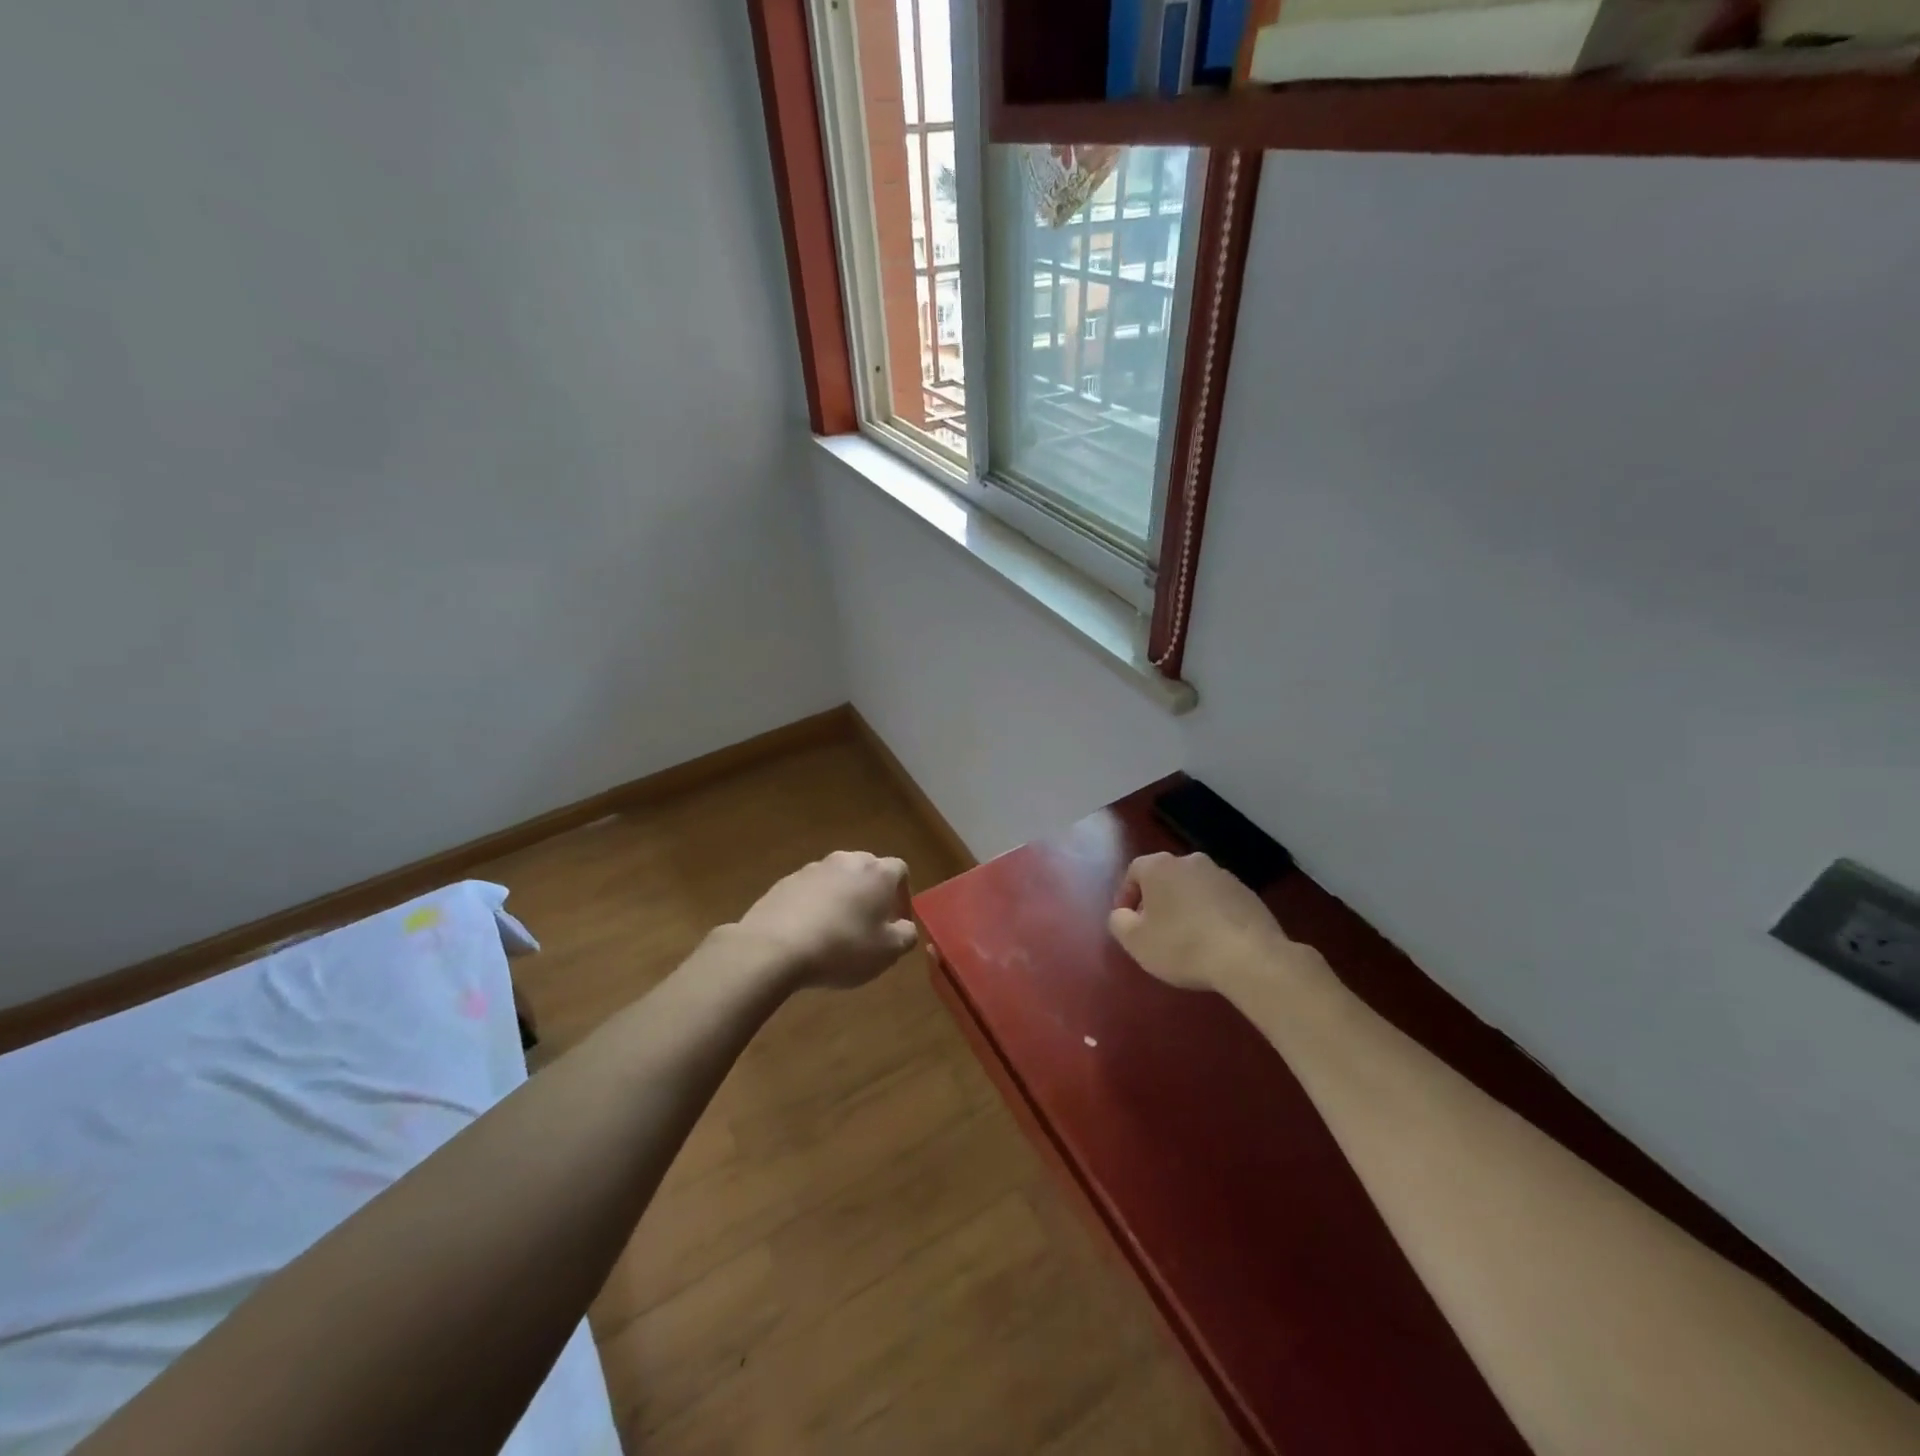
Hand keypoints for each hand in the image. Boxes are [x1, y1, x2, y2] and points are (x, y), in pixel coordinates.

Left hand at [736, 851, 918, 989]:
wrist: (774, 947)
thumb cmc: (842, 947)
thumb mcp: (887, 952)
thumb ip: (906, 935)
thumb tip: (904, 927)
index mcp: (877, 872)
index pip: (900, 870)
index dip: (902, 895)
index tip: (896, 921)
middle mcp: (846, 861)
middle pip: (867, 870)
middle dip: (871, 893)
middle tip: (868, 925)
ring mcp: (812, 869)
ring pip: (837, 879)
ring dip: (842, 898)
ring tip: (835, 931)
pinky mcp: (785, 882)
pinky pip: (810, 890)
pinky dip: (814, 905)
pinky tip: (808, 933)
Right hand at [1109, 852, 1305, 992]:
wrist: (1250, 957)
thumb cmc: (1183, 945)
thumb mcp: (1136, 942)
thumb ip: (1119, 922)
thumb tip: (1123, 914)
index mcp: (1160, 866)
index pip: (1134, 871)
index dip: (1126, 895)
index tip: (1127, 920)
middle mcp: (1191, 861)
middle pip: (1165, 877)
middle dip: (1157, 900)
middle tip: (1154, 929)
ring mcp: (1223, 875)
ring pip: (1193, 888)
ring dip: (1185, 906)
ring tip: (1186, 938)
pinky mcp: (1249, 893)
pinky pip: (1219, 900)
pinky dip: (1211, 915)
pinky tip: (1214, 941)